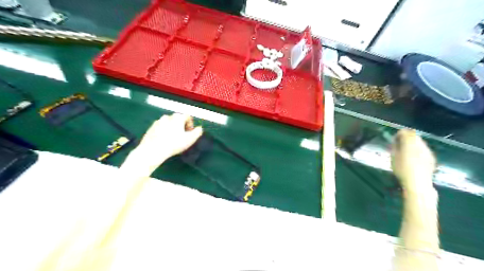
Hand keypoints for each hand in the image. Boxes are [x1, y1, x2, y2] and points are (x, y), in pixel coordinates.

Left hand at [124, 112, 203, 175]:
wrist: (153, 150)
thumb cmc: (174, 144)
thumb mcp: (190, 139)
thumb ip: (198, 132)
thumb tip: (199, 128)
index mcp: (178, 117)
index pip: (188, 117)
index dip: (191, 124)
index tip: (190, 133)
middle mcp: (168, 116)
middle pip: (178, 119)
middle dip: (181, 126)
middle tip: (182, 136)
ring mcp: (158, 121)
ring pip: (169, 123)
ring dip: (172, 128)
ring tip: (173, 139)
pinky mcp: (151, 128)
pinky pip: (161, 128)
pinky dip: (164, 132)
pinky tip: (164, 141)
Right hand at [390, 129, 437, 194]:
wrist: (418, 183)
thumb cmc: (402, 169)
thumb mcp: (393, 157)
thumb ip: (395, 147)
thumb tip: (396, 141)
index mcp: (409, 143)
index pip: (405, 132)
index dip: (399, 134)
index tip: (394, 139)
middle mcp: (420, 144)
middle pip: (414, 135)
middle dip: (407, 137)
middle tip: (400, 144)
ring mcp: (428, 151)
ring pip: (420, 142)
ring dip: (413, 144)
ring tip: (406, 151)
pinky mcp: (432, 157)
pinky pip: (424, 149)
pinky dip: (418, 150)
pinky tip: (414, 158)